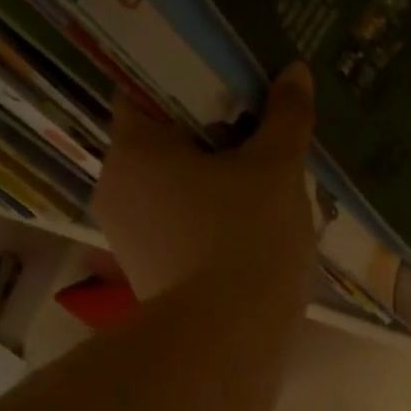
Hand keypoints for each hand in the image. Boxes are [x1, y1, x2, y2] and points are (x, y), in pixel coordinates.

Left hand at [93, 62, 317, 300]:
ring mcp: (127, 235)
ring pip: (170, 188)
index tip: (228, 83)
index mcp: (133, 148)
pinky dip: (206, 219)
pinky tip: (247, 226)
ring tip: (261, 179)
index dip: (188, 80)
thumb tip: (295, 73)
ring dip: (209, 180)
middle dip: (208, 135)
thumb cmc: (248, 237)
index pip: (145, 90)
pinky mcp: (147, 273)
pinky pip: (176, 226)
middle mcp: (115, 187)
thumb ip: (286, 117)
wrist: (229, 338)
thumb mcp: (277, 169)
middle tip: (256, 128)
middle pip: (162, 142)